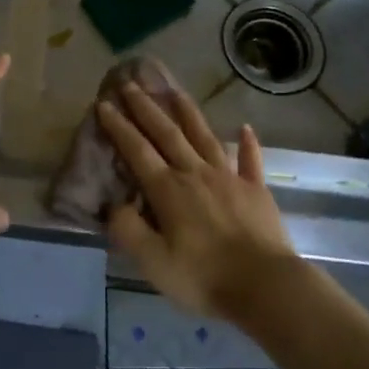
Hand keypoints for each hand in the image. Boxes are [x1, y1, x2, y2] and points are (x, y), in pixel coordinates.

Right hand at [96, 83, 296, 318]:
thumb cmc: (203, 276)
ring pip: (205, 137)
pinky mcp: (256, 190)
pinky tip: (245, 128)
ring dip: (188, 112)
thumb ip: (128, 230)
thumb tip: (114, 205)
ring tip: (175, 91)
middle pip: (167, 134)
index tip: (104, 104)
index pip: (137, 151)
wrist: (264, 284)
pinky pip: (251, 161)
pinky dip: (248, 143)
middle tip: (130, 83)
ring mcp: (229, 178)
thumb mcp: (153, 262)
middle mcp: (196, 173)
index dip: (119, 127)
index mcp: (168, 190)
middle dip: (146, 108)